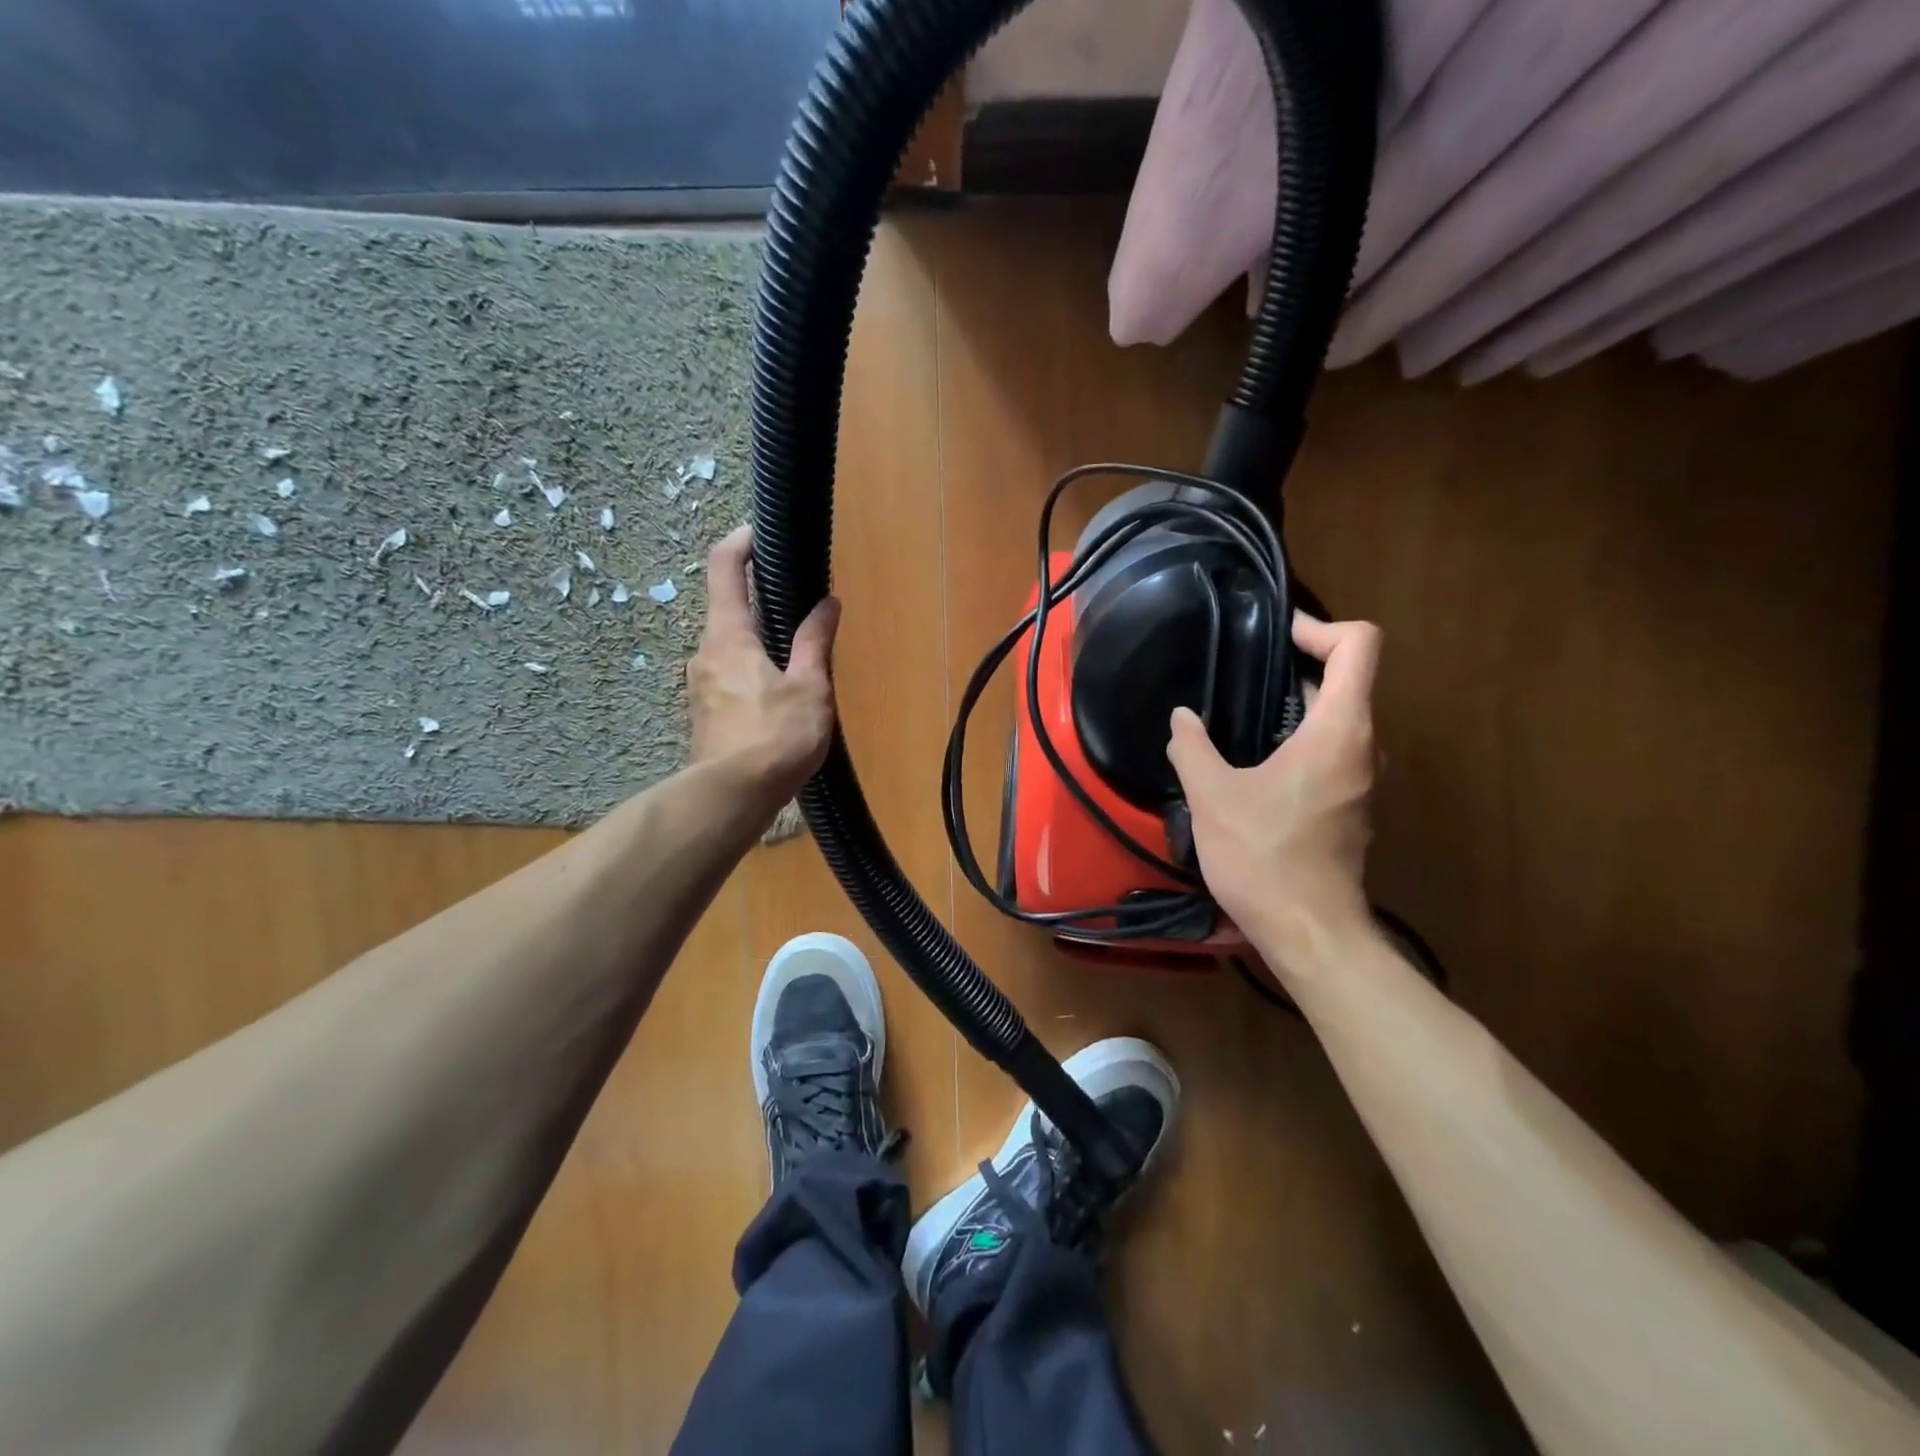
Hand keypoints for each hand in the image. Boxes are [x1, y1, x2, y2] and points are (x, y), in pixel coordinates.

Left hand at [687, 526, 839, 803]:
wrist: (732, 798)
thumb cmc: (776, 736)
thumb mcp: (808, 687)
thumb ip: (815, 642)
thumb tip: (827, 603)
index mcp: (729, 636)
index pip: (724, 569)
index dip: (740, 543)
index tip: (761, 532)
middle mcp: (705, 653)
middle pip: (728, 611)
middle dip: (760, 602)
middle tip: (798, 607)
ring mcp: (700, 686)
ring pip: (730, 649)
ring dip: (759, 643)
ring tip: (797, 660)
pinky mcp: (705, 715)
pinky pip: (729, 678)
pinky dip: (752, 672)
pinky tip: (778, 698)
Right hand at [1166, 615, 1381, 957]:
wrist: (1309, 933)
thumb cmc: (1264, 857)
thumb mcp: (1213, 797)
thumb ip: (1192, 747)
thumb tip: (1182, 717)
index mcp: (1339, 729)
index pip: (1358, 645)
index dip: (1319, 626)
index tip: (1274, 637)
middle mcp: (1362, 747)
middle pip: (1345, 680)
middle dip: (1294, 667)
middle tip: (1238, 675)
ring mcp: (1359, 780)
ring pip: (1335, 721)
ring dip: (1292, 708)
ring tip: (1236, 717)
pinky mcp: (1348, 807)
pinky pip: (1328, 754)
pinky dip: (1296, 741)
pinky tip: (1250, 766)